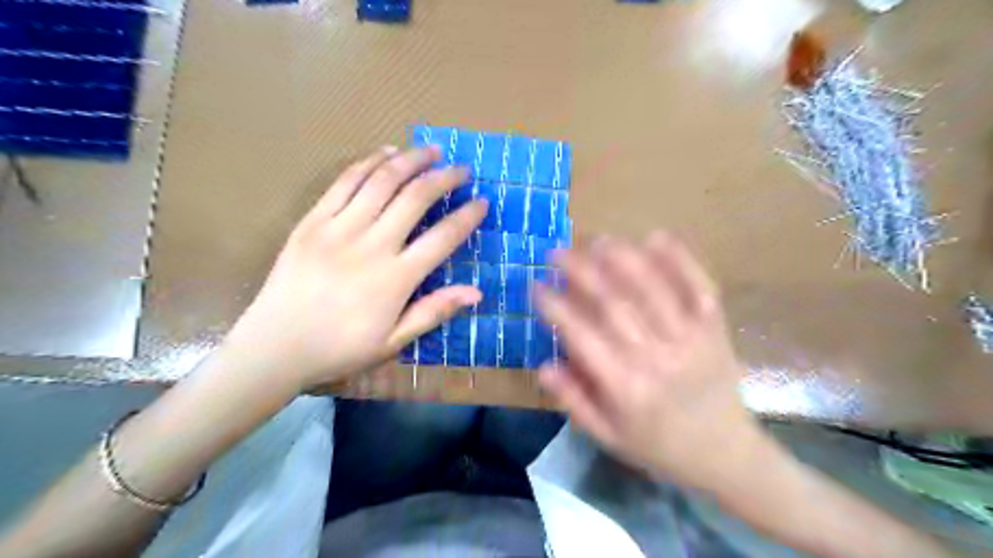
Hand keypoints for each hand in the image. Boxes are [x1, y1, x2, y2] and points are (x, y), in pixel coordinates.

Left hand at [223, 148, 487, 392]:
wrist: (275, 347)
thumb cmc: (340, 348)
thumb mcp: (394, 341)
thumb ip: (434, 311)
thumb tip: (477, 292)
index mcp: (396, 278)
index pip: (443, 238)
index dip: (467, 217)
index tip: (482, 202)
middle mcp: (371, 245)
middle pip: (415, 198)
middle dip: (444, 178)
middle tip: (461, 169)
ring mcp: (339, 228)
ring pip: (382, 181)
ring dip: (410, 160)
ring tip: (430, 151)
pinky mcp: (312, 220)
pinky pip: (345, 182)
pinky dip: (370, 162)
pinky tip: (386, 153)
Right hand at [537, 233, 765, 491]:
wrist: (726, 453)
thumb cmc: (659, 445)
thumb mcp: (608, 436)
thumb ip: (573, 400)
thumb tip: (542, 364)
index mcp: (625, 388)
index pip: (582, 336)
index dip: (555, 307)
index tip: (536, 285)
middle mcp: (656, 357)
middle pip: (614, 303)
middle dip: (581, 272)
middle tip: (557, 252)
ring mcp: (690, 338)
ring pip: (652, 288)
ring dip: (622, 258)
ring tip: (597, 240)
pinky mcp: (715, 327)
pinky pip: (698, 286)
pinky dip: (679, 259)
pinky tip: (656, 236)